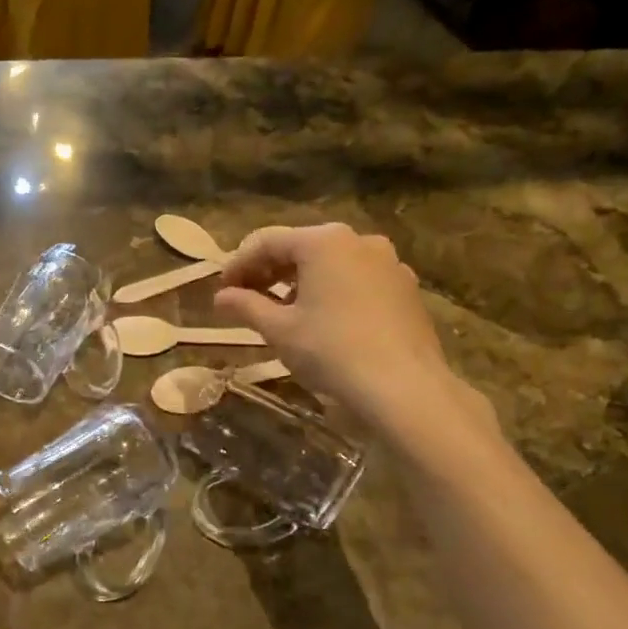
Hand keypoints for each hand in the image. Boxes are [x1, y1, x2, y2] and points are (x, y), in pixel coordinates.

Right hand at [213, 223, 487, 437]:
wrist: (403, 387)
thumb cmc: (331, 350)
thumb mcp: (278, 330)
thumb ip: (246, 306)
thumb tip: (221, 297)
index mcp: (323, 242)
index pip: (267, 241)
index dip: (238, 264)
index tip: (222, 290)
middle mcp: (359, 241)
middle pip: (301, 248)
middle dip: (270, 271)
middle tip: (246, 299)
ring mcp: (389, 263)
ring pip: (332, 263)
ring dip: (300, 282)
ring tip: (283, 312)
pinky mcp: (406, 288)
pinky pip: (358, 280)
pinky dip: (332, 291)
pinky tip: (323, 321)